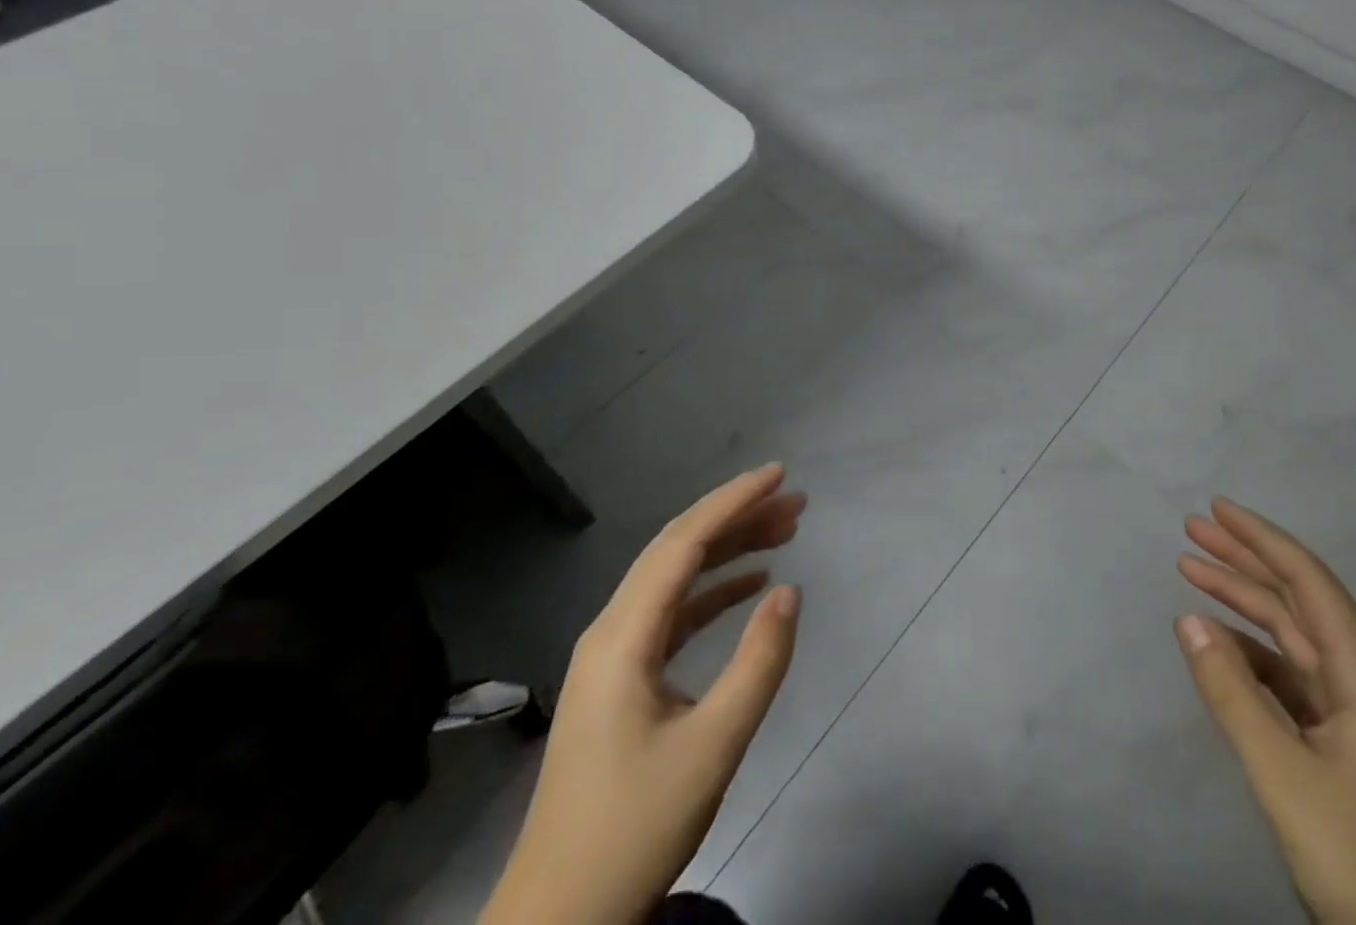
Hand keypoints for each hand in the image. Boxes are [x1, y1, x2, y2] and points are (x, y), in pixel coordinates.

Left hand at [481, 464, 805, 924]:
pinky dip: (713, 590)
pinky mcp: (623, 678)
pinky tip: (750, 584)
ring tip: (785, 530)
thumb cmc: (634, 829)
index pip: (684, 543)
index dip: (733, 501)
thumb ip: (758, 663)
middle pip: (678, 549)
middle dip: (737, 517)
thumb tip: (789, 589)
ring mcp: (614, 654)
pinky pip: (672, 612)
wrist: (560, 919)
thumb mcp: (712, 747)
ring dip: (729, 550)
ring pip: (676, 577)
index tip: (779, 474)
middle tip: (795, 501)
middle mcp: (612, 630)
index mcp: (623, 637)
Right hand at [1174, 498, 1355, 924]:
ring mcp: (1352, 718)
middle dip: (1245, 560)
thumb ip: (1231, 693)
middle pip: (1298, 602)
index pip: (1309, 583)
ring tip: (1191, 572)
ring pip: (1290, 638)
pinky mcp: (1339, 748)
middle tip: (1193, 529)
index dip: (1263, 539)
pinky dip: (1248, 653)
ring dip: (1242, 603)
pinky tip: (1216, 644)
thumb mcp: (1283, 775)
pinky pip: (1286, 678)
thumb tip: (1186, 619)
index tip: (1216, 508)